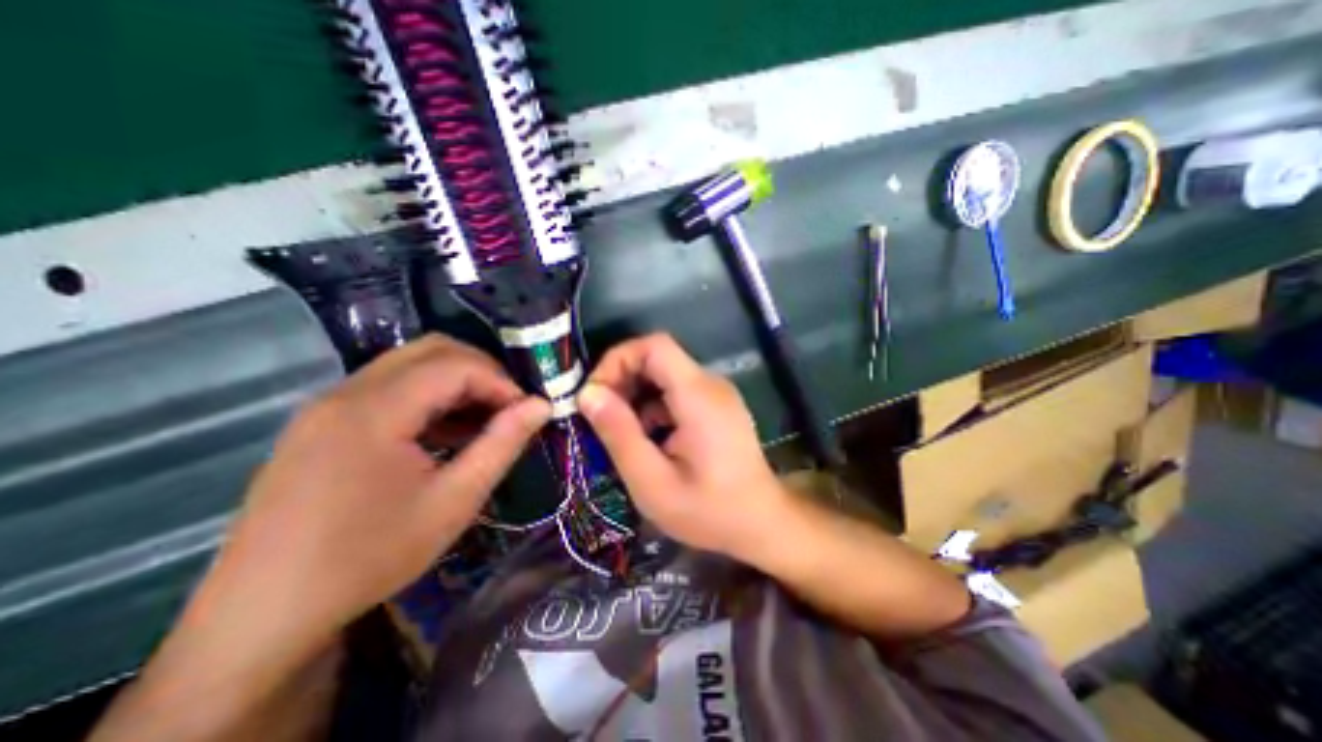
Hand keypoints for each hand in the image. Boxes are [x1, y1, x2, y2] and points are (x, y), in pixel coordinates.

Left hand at [184, 333, 546, 659]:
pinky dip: (428, 397)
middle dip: (481, 371)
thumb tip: (542, 405)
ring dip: (455, 383)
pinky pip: (388, 387)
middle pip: (431, 350)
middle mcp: (346, 392)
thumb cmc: (371, 556)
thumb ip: (502, 444)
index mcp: (374, 410)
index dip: (501, 382)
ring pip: (409, 365)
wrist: (263, 615)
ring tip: (481, 422)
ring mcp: (328, 405)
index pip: (456, 365)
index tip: (526, 412)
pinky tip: (444, 433)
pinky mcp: (321, 422)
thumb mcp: (454, 501)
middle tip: (508, 407)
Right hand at [579, 334, 782, 556]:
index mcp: (698, 394)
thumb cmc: (709, 511)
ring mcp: (716, 394)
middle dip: (622, 380)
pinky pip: (677, 392)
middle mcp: (710, 384)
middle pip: (657, 357)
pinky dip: (653, 407)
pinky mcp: (716, 406)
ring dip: (636, 396)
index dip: (618, 359)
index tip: (595, 394)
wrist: (763, 524)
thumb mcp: (653, 482)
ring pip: (665, 375)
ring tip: (620, 433)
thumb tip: (588, 394)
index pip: (654, 345)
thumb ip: (619, 434)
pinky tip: (647, 439)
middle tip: (600, 417)